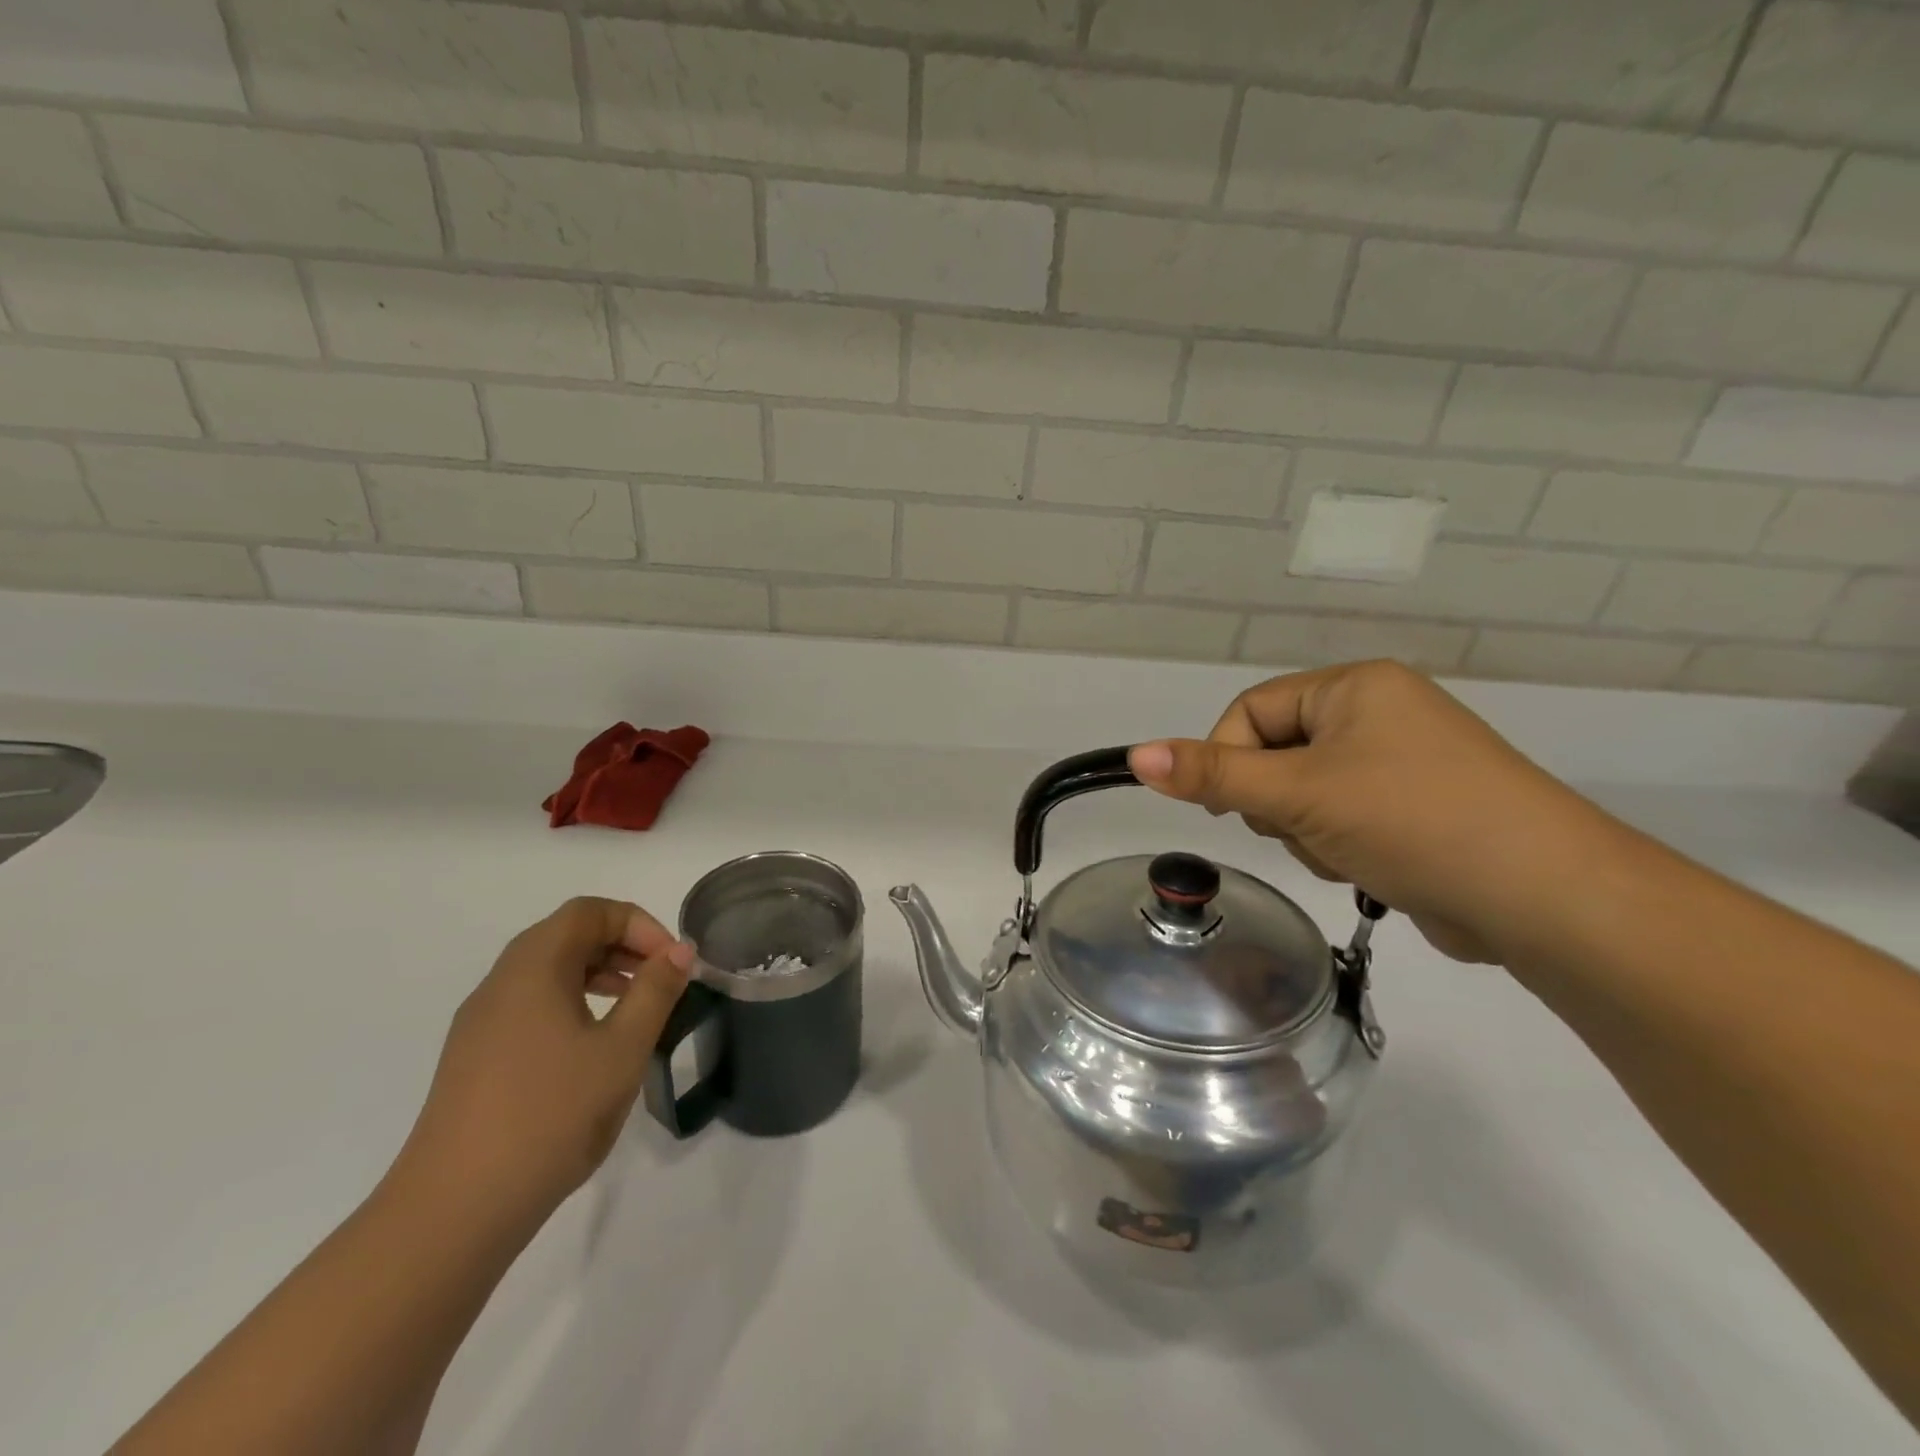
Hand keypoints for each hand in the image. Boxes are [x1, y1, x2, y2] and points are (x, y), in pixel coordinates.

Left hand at [388, 897, 693, 1234]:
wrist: (454, 1210)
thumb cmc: (550, 1115)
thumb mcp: (621, 1049)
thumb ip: (655, 992)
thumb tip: (679, 951)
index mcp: (533, 968)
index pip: (589, 912)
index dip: (638, 923)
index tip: (671, 962)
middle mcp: (500, 983)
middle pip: (566, 934)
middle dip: (622, 945)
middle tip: (660, 979)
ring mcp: (481, 1023)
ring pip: (547, 971)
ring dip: (598, 973)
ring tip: (636, 1008)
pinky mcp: (474, 1058)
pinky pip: (530, 1004)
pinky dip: (572, 1002)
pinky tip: (593, 1047)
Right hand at [1128, 661, 1610, 964]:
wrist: (1546, 898)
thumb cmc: (1413, 820)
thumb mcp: (1299, 794)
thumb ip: (1214, 774)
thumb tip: (1136, 754)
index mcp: (1354, 686)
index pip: (1252, 710)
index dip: (1229, 757)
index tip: (1235, 806)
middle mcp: (1379, 713)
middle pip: (1276, 753)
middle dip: (1277, 802)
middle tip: (1305, 829)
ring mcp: (1401, 763)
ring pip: (1304, 794)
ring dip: (1308, 831)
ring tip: (1349, 854)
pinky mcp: (1416, 809)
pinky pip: (1342, 818)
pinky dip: (1341, 846)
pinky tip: (1372, 869)